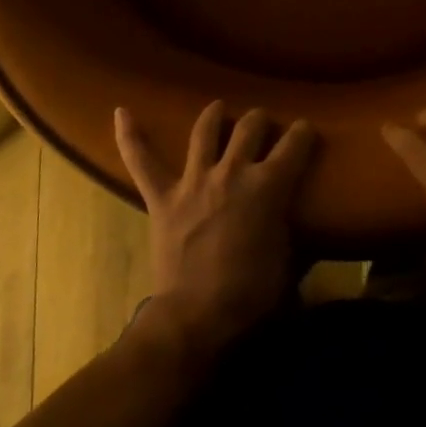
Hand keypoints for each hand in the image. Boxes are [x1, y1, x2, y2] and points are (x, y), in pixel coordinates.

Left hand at [115, 101, 316, 357]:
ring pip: (205, 131)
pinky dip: (130, 136)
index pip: (294, 144)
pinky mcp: (163, 196)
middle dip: (260, 120)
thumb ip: (291, 229)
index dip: (303, 133)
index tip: (305, 130)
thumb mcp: (290, 262)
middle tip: (264, 125)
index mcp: (269, 186)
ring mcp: (194, 180)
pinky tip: (120, 112)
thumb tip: (294, 222)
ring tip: (219, 109)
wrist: (197, 318)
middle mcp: (232, 171)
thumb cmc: (251, 295)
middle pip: (250, 127)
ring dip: (214, 116)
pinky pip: (142, 161)